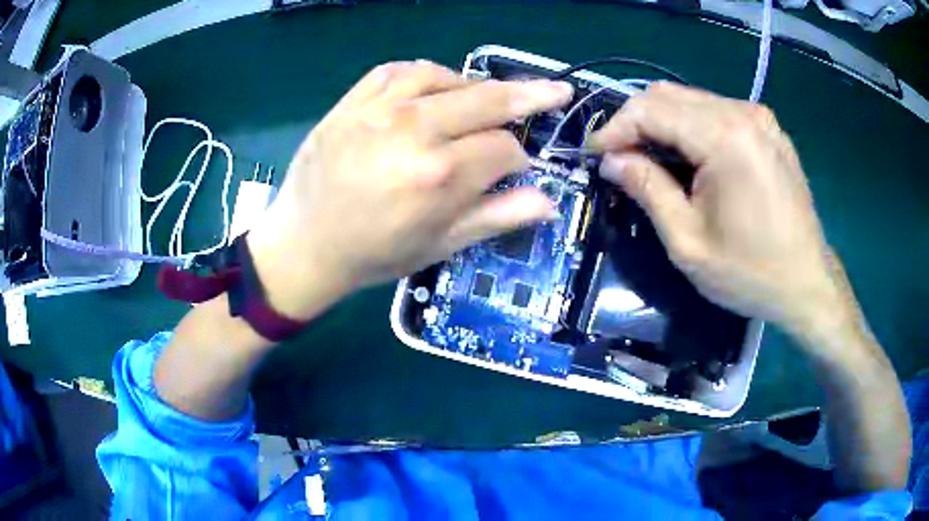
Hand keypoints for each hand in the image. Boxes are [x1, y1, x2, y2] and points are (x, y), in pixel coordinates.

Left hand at [248, 61, 572, 319]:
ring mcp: (379, 110)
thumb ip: (497, 217)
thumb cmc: (373, 253)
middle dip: (529, 96)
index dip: (519, 158)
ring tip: (480, 102)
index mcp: (439, 175)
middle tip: (556, 91)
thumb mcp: (439, 245)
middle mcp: (414, 132)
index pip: (504, 148)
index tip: (515, 168)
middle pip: (488, 100)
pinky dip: (426, 73)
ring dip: (472, 88)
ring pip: (447, 77)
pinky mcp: (352, 101)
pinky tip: (433, 87)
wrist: (304, 244)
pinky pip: (399, 69)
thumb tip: (549, 202)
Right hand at [589, 82, 852, 338]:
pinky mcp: (768, 129)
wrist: (807, 283)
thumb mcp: (688, 242)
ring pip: (691, 100)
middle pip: (668, 95)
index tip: (596, 155)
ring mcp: (760, 118)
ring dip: (663, 125)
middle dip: (636, 123)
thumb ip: (647, 190)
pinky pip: (717, 112)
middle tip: (622, 160)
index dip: (615, 128)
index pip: (651, 108)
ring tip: (653, 161)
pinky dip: (692, 128)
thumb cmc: (750, 273)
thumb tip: (612, 161)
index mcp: (726, 137)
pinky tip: (691, 160)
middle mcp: (743, 113)